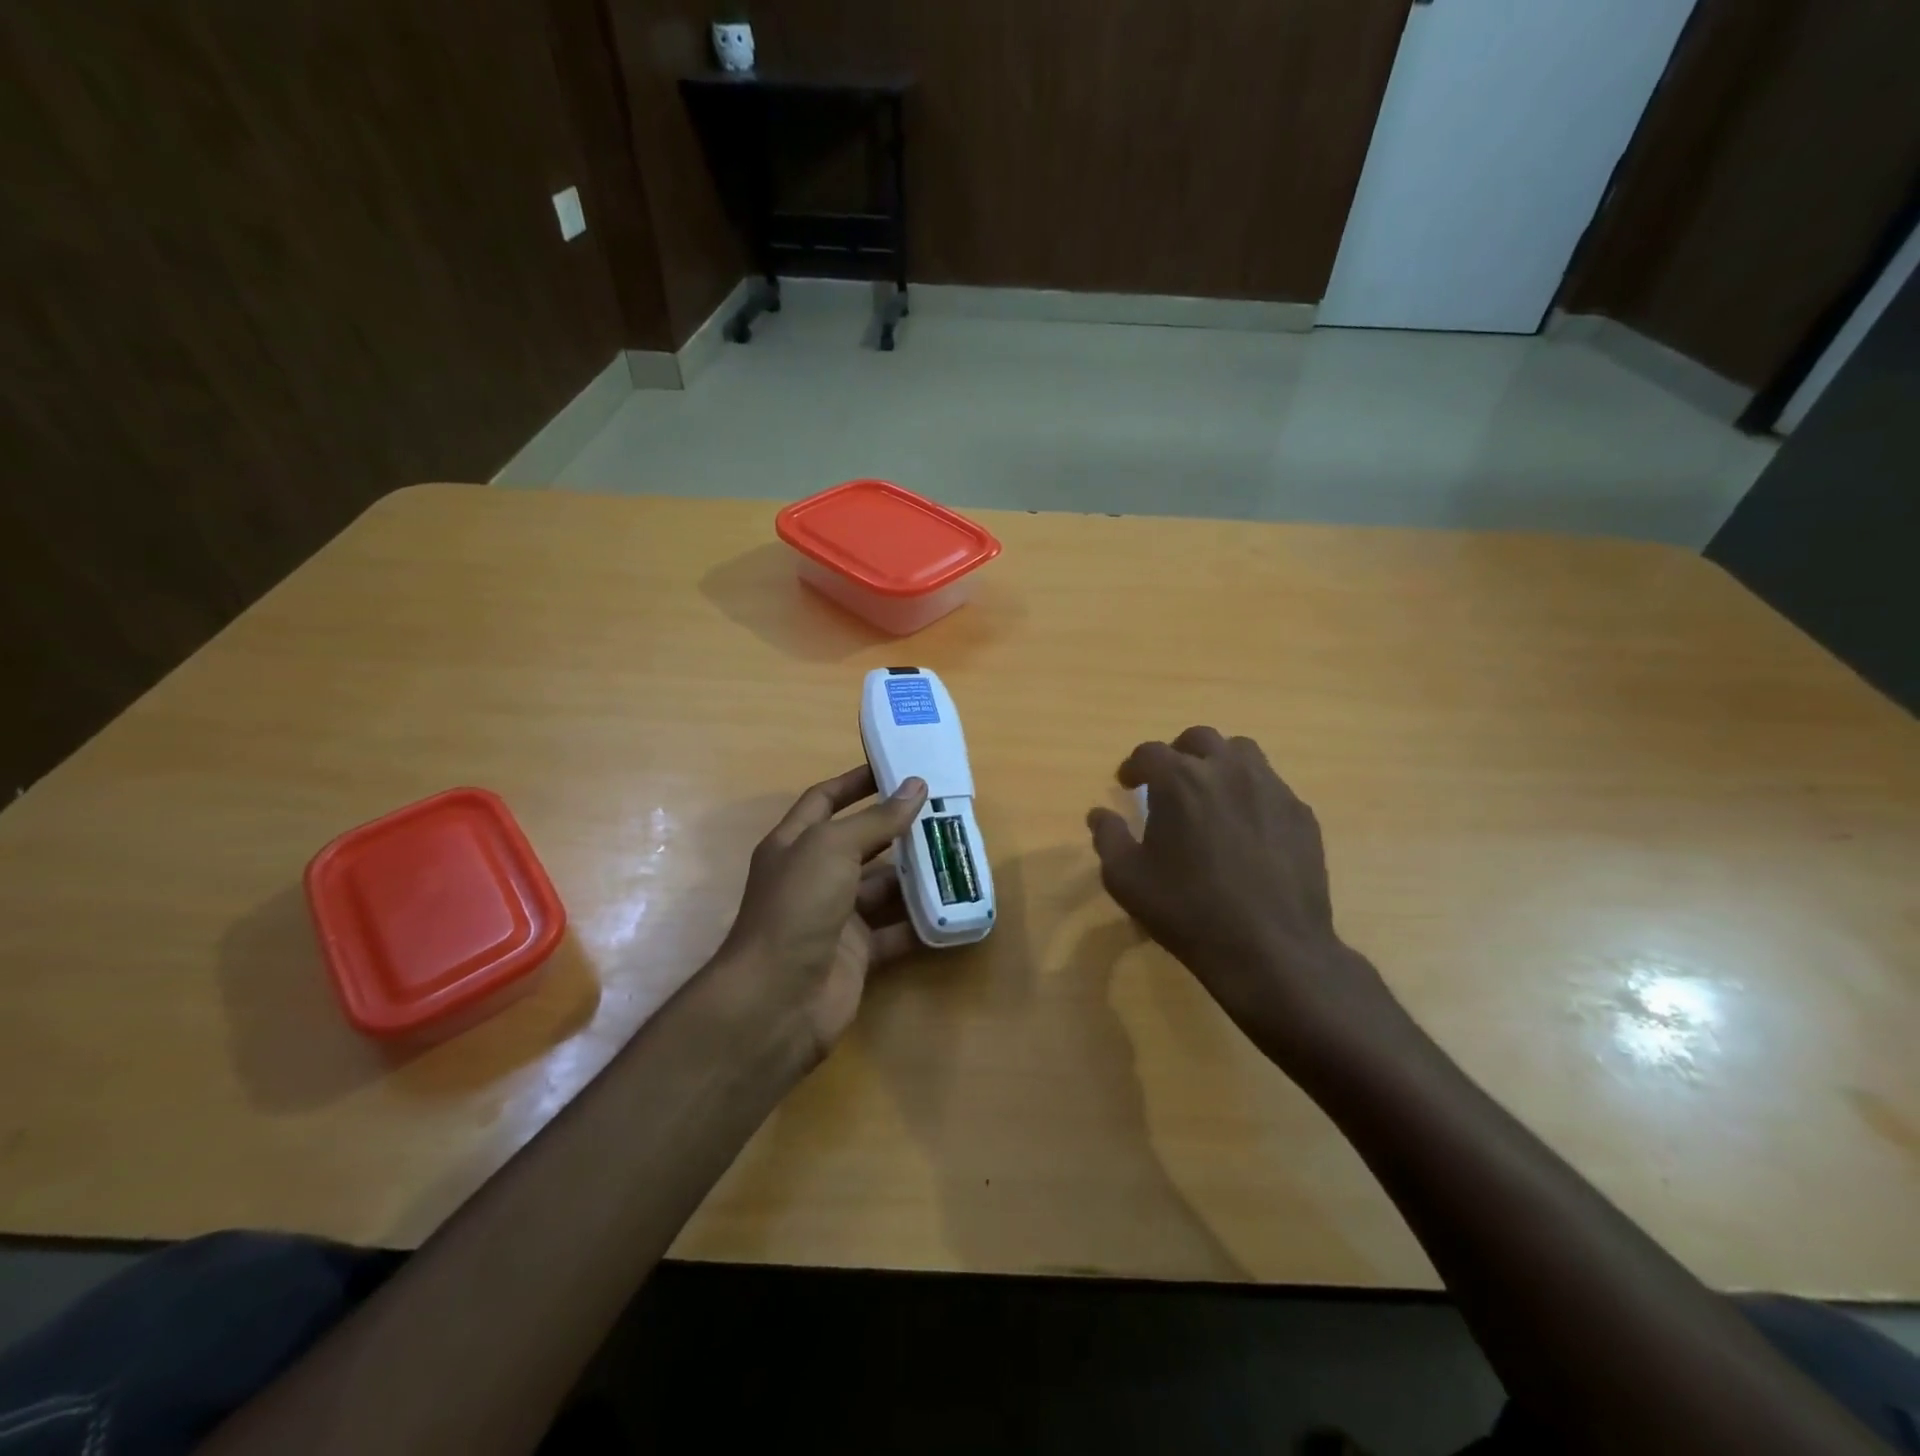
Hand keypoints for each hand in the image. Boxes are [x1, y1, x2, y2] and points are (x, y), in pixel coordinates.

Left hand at [719, 765, 927, 1062]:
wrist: (778, 1000)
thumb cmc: (798, 907)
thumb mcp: (832, 849)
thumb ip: (876, 820)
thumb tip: (916, 786)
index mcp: (795, 844)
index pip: (824, 800)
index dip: (855, 783)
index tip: (895, 769)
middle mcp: (814, 877)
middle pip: (860, 843)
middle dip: (898, 829)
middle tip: (943, 813)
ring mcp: (835, 917)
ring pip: (882, 888)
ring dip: (916, 875)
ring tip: (957, 856)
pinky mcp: (857, 953)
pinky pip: (895, 931)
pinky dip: (921, 922)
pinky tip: (954, 909)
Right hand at [1085, 727, 1401, 1069]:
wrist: (1271, 949)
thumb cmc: (1187, 911)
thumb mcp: (1126, 880)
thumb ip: (1108, 838)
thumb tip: (1098, 814)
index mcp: (1179, 780)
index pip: (1149, 753)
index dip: (1133, 766)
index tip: (1127, 783)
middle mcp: (1227, 770)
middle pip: (1199, 739)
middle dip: (1178, 754)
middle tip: (1169, 782)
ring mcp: (1271, 788)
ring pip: (1242, 753)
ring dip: (1219, 764)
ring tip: (1211, 795)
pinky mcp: (1301, 814)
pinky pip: (1271, 787)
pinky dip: (1251, 795)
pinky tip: (1247, 829)